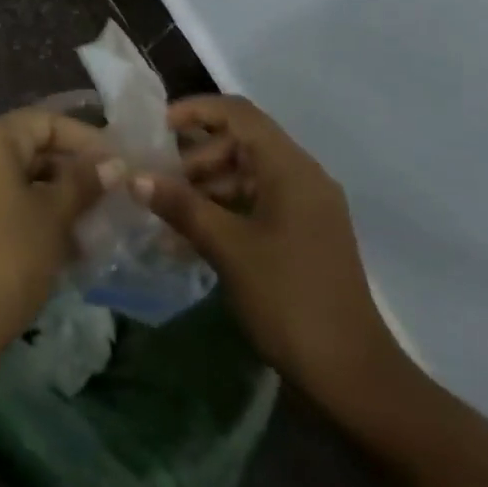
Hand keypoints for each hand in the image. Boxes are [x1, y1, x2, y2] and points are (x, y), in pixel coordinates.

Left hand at [0, 110, 116, 355]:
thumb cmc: (8, 256)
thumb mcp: (54, 216)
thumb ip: (84, 182)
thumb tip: (113, 163)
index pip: (45, 122)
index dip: (85, 139)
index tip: (119, 162)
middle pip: (28, 149)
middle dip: (71, 172)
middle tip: (110, 195)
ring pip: (15, 180)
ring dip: (54, 198)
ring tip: (93, 225)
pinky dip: (29, 216)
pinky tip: (63, 245)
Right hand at [135, 95, 405, 398]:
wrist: (351, 375)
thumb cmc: (288, 299)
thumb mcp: (228, 249)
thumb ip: (181, 207)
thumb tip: (136, 177)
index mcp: (290, 167)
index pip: (238, 113)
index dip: (196, 110)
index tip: (157, 127)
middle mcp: (302, 176)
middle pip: (241, 143)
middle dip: (196, 158)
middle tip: (158, 183)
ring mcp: (306, 207)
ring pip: (247, 175)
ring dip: (206, 188)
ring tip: (167, 215)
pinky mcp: (304, 234)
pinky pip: (257, 204)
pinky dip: (225, 212)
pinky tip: (192, 239)